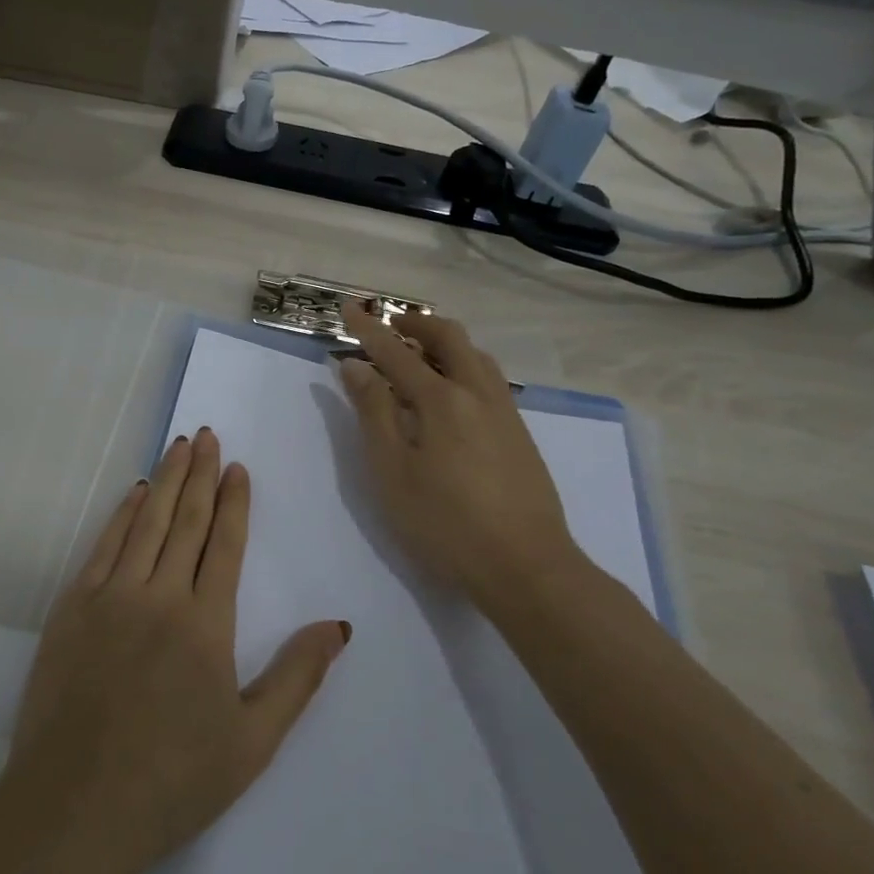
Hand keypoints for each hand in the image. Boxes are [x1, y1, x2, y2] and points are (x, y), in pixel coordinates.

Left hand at [0, 428, 350, 873]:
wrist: (74, 807)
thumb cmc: (173, 780)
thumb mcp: (253, 741)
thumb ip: (298, 676)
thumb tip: (340, 625)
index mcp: (206, 625)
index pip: (224, 544)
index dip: (233, 502)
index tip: (237, 467)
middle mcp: (159, 596)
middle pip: (184, 521)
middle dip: (199, 474)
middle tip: (206, 434)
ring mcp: (111, 597)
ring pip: (145, 523)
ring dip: (165, 481)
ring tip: (178, 445)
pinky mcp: (72, 608)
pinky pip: (103, 546)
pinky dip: (122, 514)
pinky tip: (134, 493)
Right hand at [337, 301, 585, 603]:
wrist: (526, 566)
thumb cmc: (444, 522)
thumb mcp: (392, 471)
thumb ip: (373, 413)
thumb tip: (355, 366)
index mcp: (441, 399)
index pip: (395, 352)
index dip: (368, 329)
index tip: (348, 307)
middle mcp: (477, 393)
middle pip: (448, 337)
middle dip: (416, 323)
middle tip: (389, 325)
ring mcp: (505, 412)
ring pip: (475, 355)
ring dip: (444, 342)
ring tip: (419, 353)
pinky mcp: (519, 433)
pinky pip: (489, 378)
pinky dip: (463, 364)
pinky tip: (453, 391)